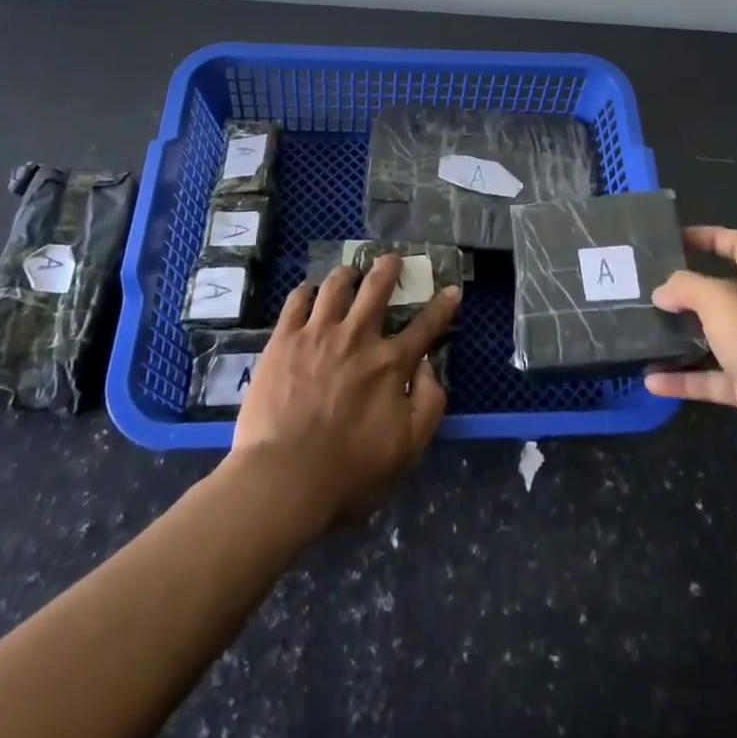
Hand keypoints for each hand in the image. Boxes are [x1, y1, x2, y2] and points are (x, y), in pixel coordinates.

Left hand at [231, 255, 460, 526]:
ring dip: (347, 274)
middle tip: (391, 259)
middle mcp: (358, 337)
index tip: (452, 290)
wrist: (284, 478)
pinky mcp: (283, 340)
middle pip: (377, 288)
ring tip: (348, 273)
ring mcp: (318, 333)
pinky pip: (296, 301)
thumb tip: (428, 366)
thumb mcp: (408, 448)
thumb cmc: (350, 472)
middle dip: (388, 268)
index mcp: (391, 363)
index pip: (426, 326)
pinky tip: (308, 293)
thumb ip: (429, 402)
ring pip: (336, 285)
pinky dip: (307, 292)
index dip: (443, 306)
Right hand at [645, 227, 736, 481]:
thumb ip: (687, 287)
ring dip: (684, 336)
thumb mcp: (721, 301)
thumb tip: (663, 291)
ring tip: (647, 331)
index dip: (709, 236)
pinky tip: (653, 381)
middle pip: (726, 291)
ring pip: (718, 336)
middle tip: (651, 286)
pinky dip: (686, 379)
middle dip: (689, 290)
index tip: (674, 239)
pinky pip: (713, 377)